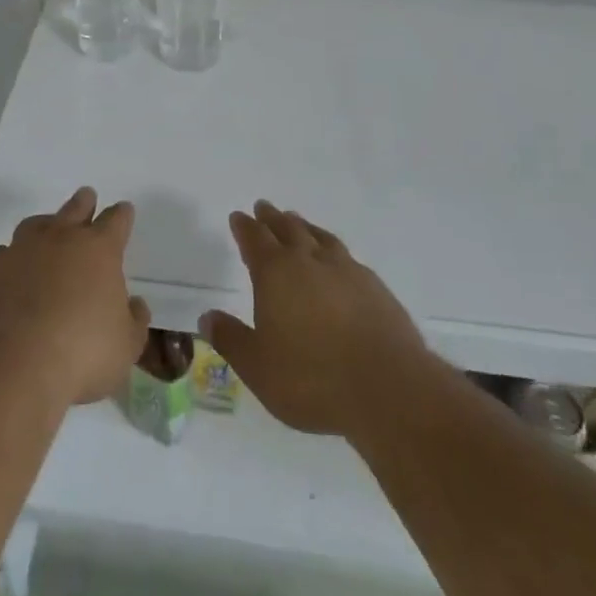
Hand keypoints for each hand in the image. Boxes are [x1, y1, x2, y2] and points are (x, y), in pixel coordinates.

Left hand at [0, 187, 150, 405]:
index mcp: (99, 250)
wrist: (14, 366)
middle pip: (75, 209)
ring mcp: (21, 249)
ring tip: (47, 230)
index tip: (124, 211)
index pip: (116, 221)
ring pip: (35, 224)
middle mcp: (60, 238)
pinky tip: (10, 271)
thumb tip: (135, 304)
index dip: (122, 215)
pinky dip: (10, 259)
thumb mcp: (126, 347)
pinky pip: (2, 254)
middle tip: (87, 197)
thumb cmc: (82, 354)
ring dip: (45, 225)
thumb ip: (134, 320)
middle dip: (84, 203)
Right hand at [201, 201, 431, 438]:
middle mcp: (309, 261)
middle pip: (287, 229)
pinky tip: (337, 260)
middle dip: (272, 219)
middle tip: (264, 208)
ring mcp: (346, 270)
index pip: (255, 240)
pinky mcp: (375, 287)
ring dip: (304, 227)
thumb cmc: (312, 379)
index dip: (245, 227)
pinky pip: (346, 256)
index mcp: (276, 273)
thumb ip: (231, 339)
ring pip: (319, 237)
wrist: (388, 388)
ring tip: (297, 222)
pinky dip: (332, 250)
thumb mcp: (258, 367)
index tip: (238, 216)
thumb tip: (206, 317)